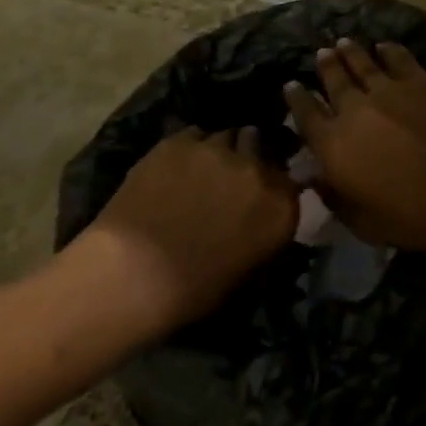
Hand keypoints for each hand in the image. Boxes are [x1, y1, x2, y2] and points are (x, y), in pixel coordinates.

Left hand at [69, 127, 297, 338]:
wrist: (134, 274)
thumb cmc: (193, 290)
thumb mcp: (248, 271)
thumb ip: (264, 234)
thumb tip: (260, 222)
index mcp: (281, 205)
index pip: (291, 181)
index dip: (273, 185)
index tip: (260, 195)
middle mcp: (258, 168)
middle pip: (261, 146)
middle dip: (250, 157)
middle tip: (231, 177)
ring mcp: (219, 149)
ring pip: (227, 136)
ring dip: (220, 151)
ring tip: (201, 169)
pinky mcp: (181, 141)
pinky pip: (193, 135)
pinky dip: (188, 149)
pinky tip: (173, 168)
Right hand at [283, 40, 425, 258]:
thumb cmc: (415, 218)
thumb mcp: (363, 222)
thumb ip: (334, 197)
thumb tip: (316, 177)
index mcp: (334, 146)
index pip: (306, 115)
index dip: (296, 99)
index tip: (290, 85)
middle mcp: (355, 110)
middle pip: (333, 80)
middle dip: (324, 66)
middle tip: (320, 54)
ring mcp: (389, 90)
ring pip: (362, 63)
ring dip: (350, 52)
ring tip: (343, 43)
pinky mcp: (421, 82)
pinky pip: (398, 58)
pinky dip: (388, 50)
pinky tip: (384, 46)